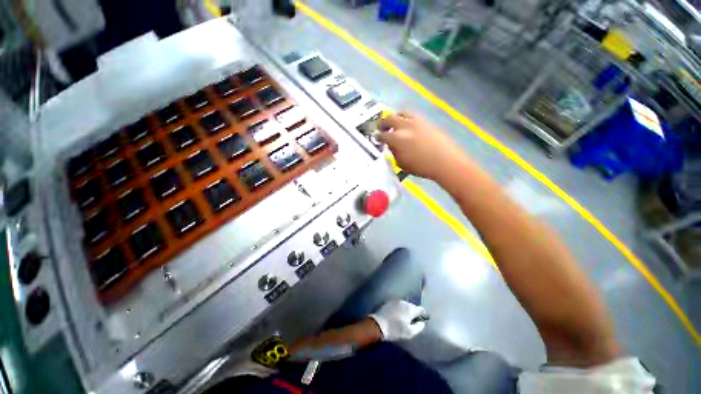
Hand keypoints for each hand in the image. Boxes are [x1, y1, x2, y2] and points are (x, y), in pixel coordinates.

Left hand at [369, 300, 427, 341]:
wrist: (378, 325)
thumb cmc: (395, 330)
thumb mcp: (409, 332)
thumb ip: (419, 327)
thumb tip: (422, 322)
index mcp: (410, 308)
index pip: (421, 309)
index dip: (424, 315)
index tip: (424, 320)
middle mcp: (404, 302)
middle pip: (413, 306)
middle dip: (414, 313)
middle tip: (414, 321)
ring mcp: (395, 301)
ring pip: (405, 305)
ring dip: (406, 311)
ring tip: (405, 319)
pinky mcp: (389, 302)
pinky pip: (398, 305)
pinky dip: (400, 309)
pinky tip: (398, 316)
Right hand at [376, 113, 470, 180]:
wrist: (445, 161)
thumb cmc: (421, 167)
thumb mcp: (402, 163)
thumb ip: (394, 152)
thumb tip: (391, 145)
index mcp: (397, 138)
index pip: (382, 135)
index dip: (377, 136)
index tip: (376, 137)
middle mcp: (405, 126)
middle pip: (389, 118)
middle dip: (383, 123)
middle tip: (382, 128)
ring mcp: (416, 121)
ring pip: (402, 113)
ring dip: (396, 118)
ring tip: (395, 124)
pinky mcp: (426, 121)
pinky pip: (413, 116)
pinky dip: (407, 119)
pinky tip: (408, 126)